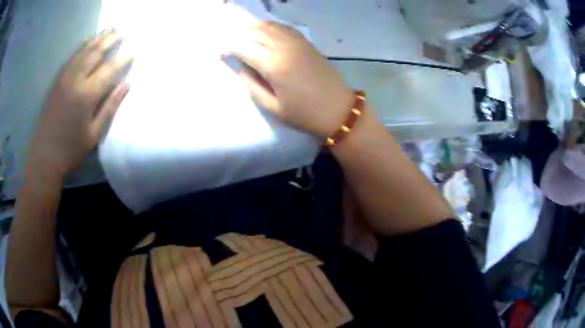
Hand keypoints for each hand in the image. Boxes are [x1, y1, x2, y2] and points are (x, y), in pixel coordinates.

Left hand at [28, 29, 132, 177]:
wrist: (44, 157)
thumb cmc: (71, 149)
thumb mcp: (94, 133)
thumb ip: (110, 106)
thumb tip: (127, 84)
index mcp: (86, 95)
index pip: (109, 69)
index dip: (123, 59)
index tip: (133, 51)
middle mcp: (75, 80)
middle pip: (95, 53)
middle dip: (110, 40)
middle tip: (122, 31)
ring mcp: (64, 79)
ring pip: (83, 51)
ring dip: (97, 38)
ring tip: (109, 29)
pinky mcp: (57, 81)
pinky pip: (71, 58)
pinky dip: (82, 46)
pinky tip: (88, 41)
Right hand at [227, 21, 353, 135]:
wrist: (339, 110)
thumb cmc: (305, 114)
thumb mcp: (273, 107)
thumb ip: (252, 85)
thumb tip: (241, 68)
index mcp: (273, 66)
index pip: (243, 47)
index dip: (228, 47)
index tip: (219, 52)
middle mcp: (284, 48)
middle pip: (255, 32)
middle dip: (237, 33)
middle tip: (226, 38)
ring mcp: (298, 43)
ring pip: (270, 26)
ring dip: (252, 26)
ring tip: (240, 30)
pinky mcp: (307, 43)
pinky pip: (285, 28)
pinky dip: (271, 26)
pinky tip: (264, 29)